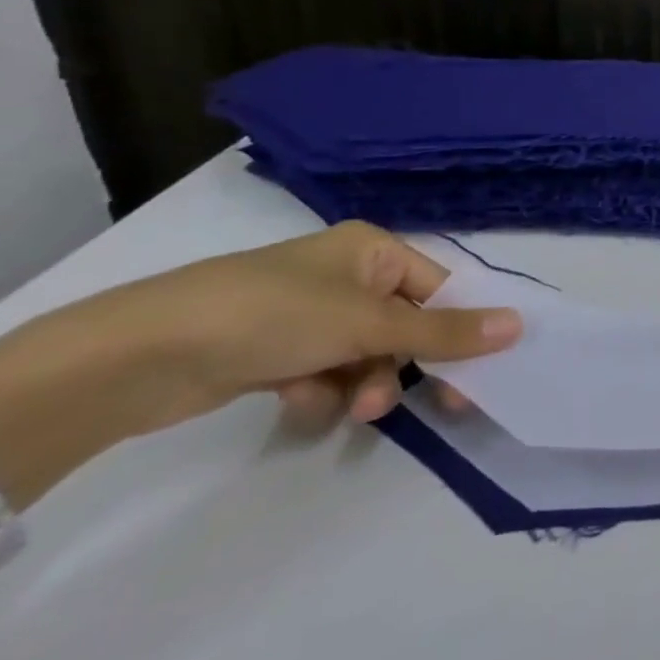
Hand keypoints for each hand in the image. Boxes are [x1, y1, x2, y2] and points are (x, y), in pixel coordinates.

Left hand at [0, 222, 523, 498]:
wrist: (141, 354)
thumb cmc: (274, 315)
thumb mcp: (369, 323)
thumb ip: (445, 332)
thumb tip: (518, 327)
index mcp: (373, 251)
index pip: (441, 288)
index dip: (462, 330)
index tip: (480, 376)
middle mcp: (346, 276)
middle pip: (406, 326)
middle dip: (408, 366)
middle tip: (434, 406)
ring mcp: (309, 314)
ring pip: (367, 356)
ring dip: (366, 385)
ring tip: (350, 409)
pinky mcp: (276, 350)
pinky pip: (326, 372)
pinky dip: (322, 391)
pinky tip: (297, 399)